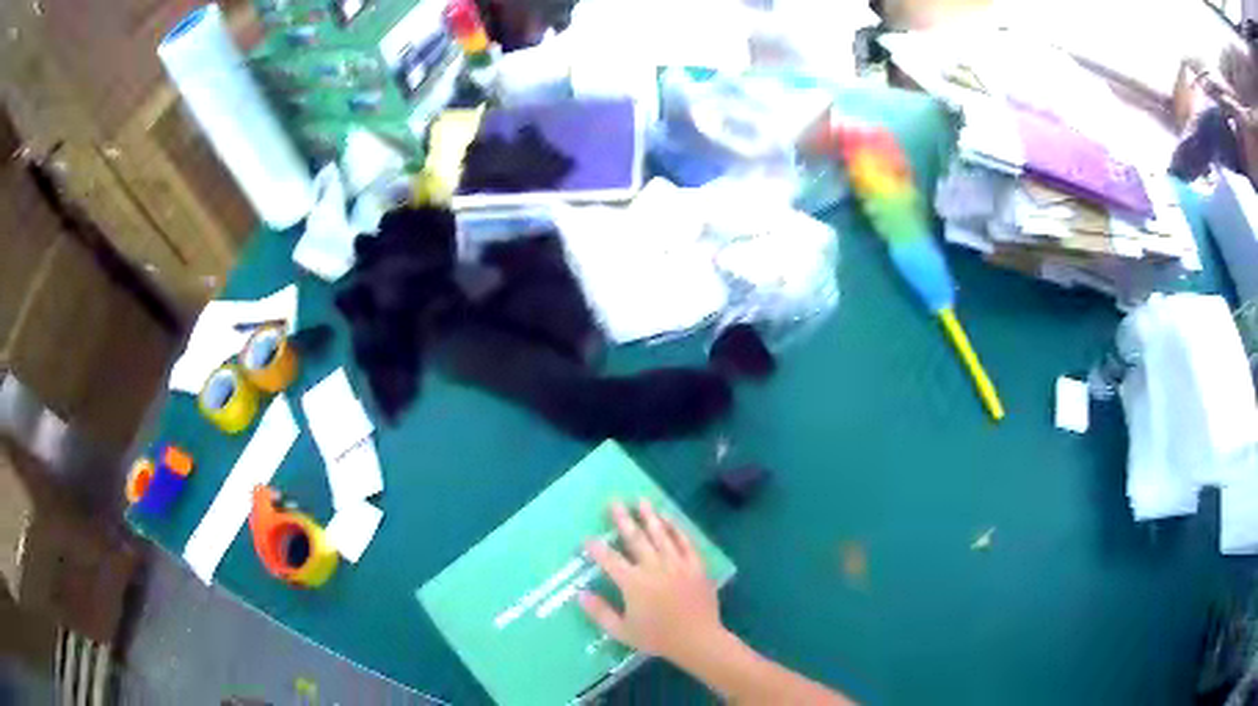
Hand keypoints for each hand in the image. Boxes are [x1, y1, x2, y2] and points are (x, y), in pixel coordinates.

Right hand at [578, 499, 726, 667]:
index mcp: (634, 583)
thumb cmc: (658, 638)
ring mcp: (677, 564)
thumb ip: (600, 612)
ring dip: (649, 517)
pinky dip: (676, 529)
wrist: (698, 640)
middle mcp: (654, 568)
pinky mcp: (696, 566)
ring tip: (640, 500)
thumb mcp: (622, 631)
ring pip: (661, 535)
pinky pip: (685, 542)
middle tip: (614, 502)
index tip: (587, 537)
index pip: (610, 560)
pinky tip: (669, 518)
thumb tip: (580, 594)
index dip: (597, 548)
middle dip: (623, 520)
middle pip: (635, 539)